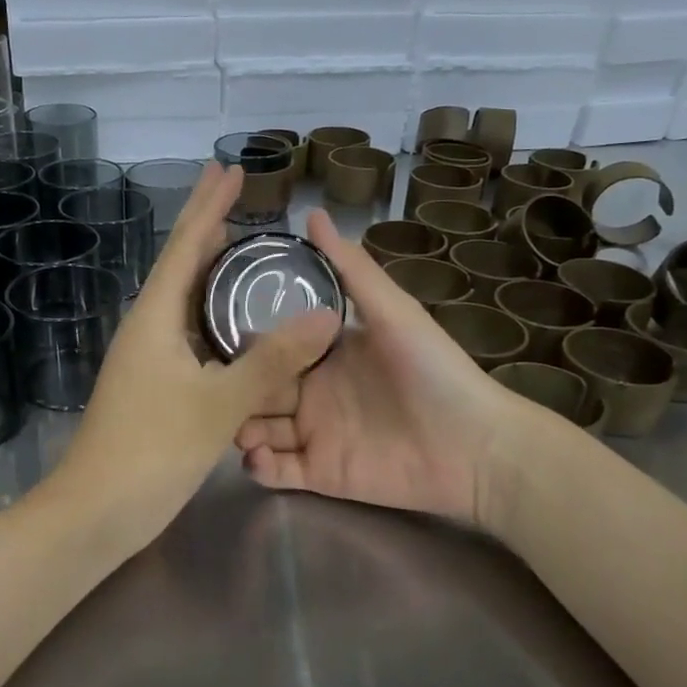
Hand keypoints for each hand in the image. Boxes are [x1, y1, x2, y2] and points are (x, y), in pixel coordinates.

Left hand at [45, 163, 342, 555]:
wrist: (96, 511)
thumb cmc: (151, 451)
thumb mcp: (219, 404)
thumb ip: (272, 360)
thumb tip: (326, 316)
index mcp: (155, 317)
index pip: (186, 246)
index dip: (209, 205)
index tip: (229, 169)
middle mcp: (146, 327)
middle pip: (180, 263)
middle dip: (206, 225)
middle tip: (235, 191)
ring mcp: (146, 356)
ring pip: (183, 299)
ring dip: (209, 269)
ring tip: (239, 245)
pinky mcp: (152, 383)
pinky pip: (187, 332)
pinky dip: (211, 314)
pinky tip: (232, 322)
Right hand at [236, 209, 544, 525]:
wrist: (475, 446)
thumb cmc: (435, 371)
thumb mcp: (393, 312)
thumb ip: (351, 269)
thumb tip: (312, 213)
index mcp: (325, 352)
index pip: (272, 344)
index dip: (244, 342)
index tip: (211, 335)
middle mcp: (312, 391)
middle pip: (257, 388)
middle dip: (235, 388)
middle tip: (216, 389)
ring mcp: (313, 433)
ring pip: (257, 428)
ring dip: (240, 427)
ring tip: (235, 427)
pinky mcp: (320, 474)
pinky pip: (276, 471)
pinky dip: (259, 466)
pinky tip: (256, 456)